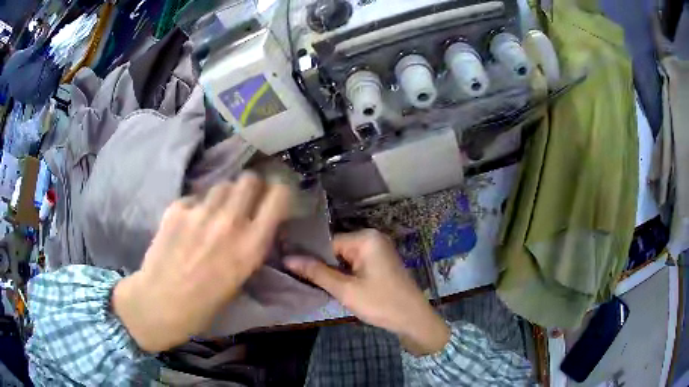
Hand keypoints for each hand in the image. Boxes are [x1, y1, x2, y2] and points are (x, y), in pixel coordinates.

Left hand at [113, 173, 291, 352]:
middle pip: (249, 179)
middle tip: (243, 200)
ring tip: (213, 214)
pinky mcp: (177, 208)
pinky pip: (195, 198)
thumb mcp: (241, 278)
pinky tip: (188, 225)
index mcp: (251, 245)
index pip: (278, 196)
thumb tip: (255, 223)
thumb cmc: (205, 303)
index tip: (273, 197)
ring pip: (222, 185)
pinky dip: (196, 207)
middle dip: (250, 187)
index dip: (278, 191)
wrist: (161, 303)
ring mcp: (201, 212)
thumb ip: (251, 245)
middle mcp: (230, 222)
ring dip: (223, 196)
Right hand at [285, 230, 449, 355]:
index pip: (328, 243)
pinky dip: (346, 274)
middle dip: (324, 266)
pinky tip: (339, 287)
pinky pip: (356, 263)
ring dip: (335, 272)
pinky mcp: (381, 262)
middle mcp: (373, 238)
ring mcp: (379, 249)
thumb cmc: (381, 303)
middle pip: (337, 249)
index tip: (295, 272)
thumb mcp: (346, 290)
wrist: (413, 319)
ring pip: (345, 258)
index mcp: (366, 238)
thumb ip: (317, 272)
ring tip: (321, 287)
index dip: (312, 258)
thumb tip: (288, 259)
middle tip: (309, 283)